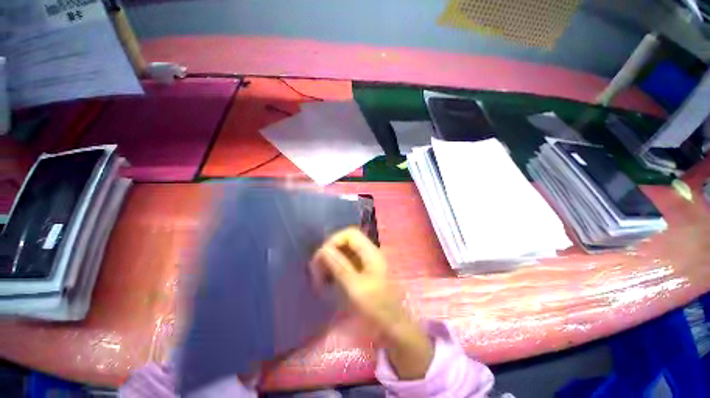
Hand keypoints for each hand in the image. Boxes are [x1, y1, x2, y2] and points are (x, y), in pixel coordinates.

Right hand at [312, 228, 433, 379]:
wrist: (394, 327)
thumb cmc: (377, 308)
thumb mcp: (356, 288)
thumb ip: (340, 266)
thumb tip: (324, 249)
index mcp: (371, 253)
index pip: (350, 234)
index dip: (334, 241)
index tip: (322, 258)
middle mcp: (370, 253)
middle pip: (347, 241)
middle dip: (331, 251)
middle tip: (317, 268)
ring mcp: (368, 262)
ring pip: (346, 252)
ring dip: (332, 260)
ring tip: (321, 276)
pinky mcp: (365, 271)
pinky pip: (348, 262)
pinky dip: (337, 268)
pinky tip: (330, 280)